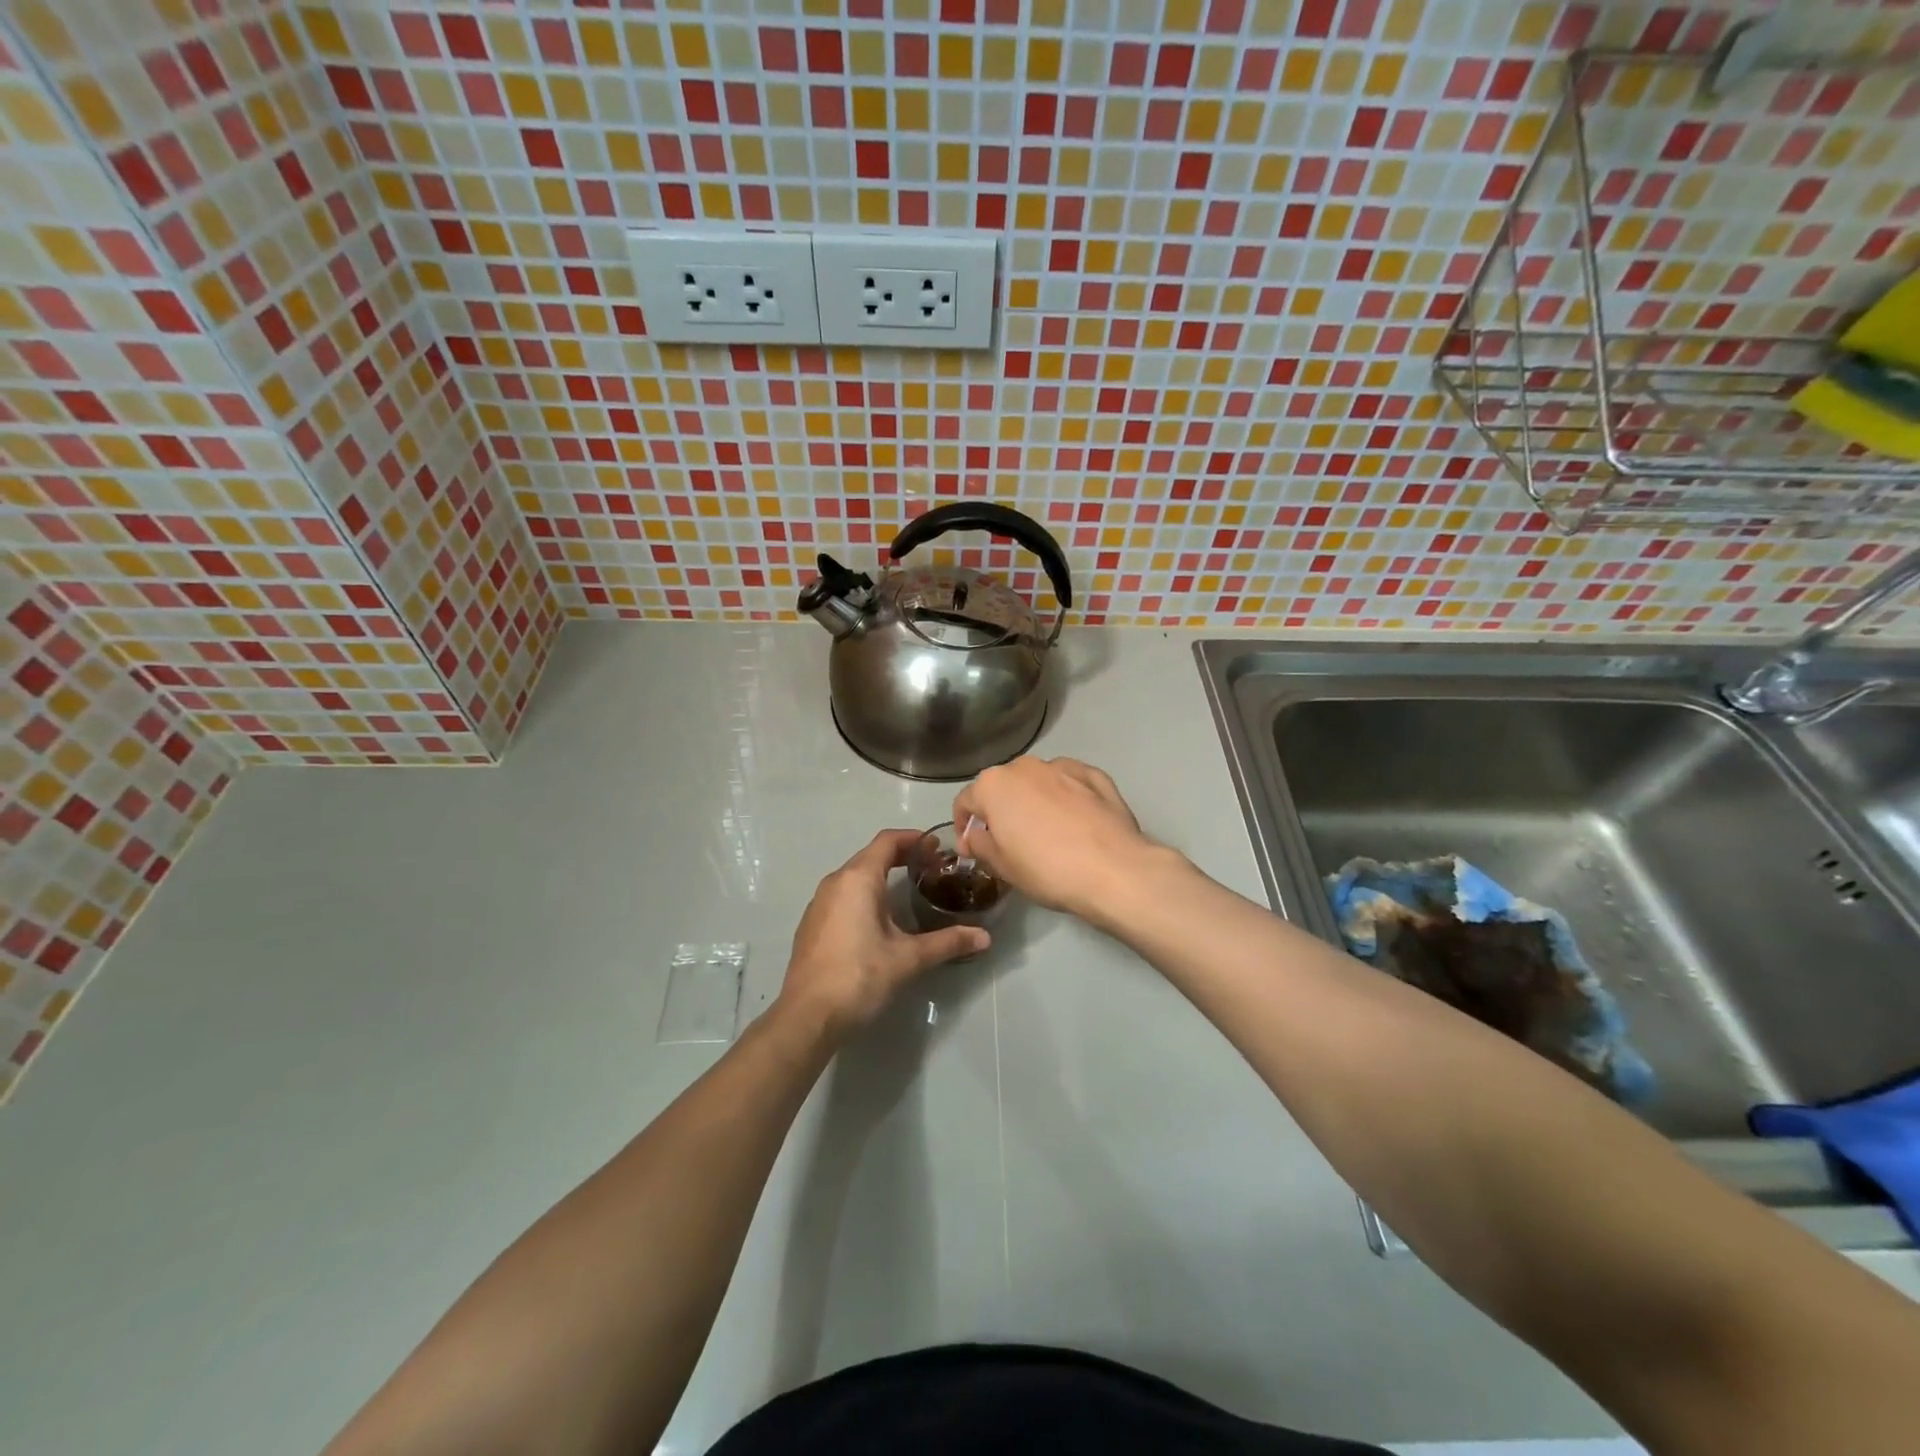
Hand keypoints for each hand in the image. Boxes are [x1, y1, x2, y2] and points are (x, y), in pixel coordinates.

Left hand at [778, 828, 988, 1038]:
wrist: (807, 1017)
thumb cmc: (859, 977)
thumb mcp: (908, 958)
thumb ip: (947, 943)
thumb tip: (985, 937)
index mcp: (858, 879)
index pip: (887, 841)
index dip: (914, 838)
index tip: (937, 848)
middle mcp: (835, 882)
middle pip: (871, 855)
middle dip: (902, 856)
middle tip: (932, 868)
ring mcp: (819, 903)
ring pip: (855, 876)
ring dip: (882, 875)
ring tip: (909, 891)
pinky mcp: (812, 924)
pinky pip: (843, 895)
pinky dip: (865, 894)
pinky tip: (880, 919)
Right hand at [953, 757, 1160, 919]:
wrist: (1113, 869)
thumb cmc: (1046, 869)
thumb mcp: (1001, 866)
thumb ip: (980, 844)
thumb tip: (975, 835)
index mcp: (994, 784)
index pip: (966, 801)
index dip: (965, 827)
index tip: (973, 850)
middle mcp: (1025, 766)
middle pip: (1003, 787)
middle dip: (1001, 810)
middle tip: (1010, 843)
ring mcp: (1063, 766)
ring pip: (1037, 782)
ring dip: (1034, 801)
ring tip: (1047, 833)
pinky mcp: (1095, 775)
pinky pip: (1070, 784)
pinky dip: (1067, 797)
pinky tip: (1076, 822)